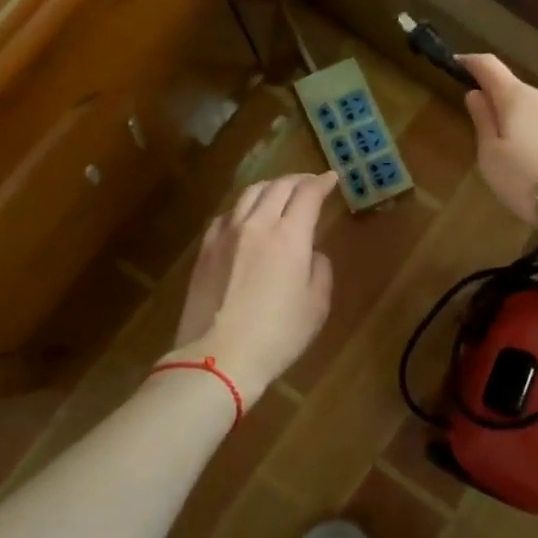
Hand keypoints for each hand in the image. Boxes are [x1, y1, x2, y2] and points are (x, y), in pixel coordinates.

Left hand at [169, 171, 338, 402]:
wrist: (217, 358)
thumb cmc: (277, 336)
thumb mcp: (316, 306)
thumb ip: (320, 270)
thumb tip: (311, 253)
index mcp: (289, 236)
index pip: (308, 194)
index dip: (322, 183)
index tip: (332, 179)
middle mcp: (257, 224)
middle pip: (278, 186)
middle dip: (298, 180)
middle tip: (310, 183)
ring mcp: (226, 234)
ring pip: (249, 194)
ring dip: (270, 187)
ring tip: (279, 192)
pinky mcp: (205, 248)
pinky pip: (227, 214)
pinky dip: (244, 207)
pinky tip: (247, 216)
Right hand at [460, 54, 537, 231]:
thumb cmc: (529, 183)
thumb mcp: (492, 158)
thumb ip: (484, 121)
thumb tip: (476, 93)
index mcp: (519, 99)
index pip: (490, 67)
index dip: (472, 63)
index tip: (459, 63)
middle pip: (522, 96)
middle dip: (510, 112)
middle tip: (503, 147)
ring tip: (537, 167)